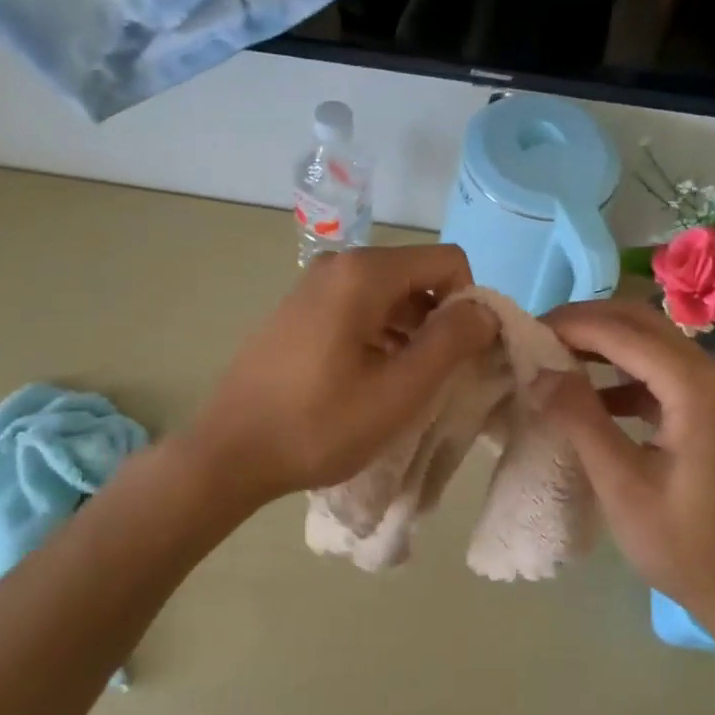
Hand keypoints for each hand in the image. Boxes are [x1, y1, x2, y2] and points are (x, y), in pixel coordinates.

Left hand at [185, 244, 497, 506]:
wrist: (229, 453)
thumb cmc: (319, 425)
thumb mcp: (399, 390)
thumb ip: (452, 342)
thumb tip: (485, 310)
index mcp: (364, 273)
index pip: (448, 261)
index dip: (470, 304)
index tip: (465, 354)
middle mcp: (338, 264)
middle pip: (418, 275)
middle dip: (441, 319)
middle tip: (440, 376)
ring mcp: (314, 285)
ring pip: (391, 294)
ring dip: (413, 332)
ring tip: (407, 385)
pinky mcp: (301, 309)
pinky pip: (361, 308)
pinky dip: (383, 335)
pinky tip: (375, 380)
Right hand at [533, 299, 714, 642]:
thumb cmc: (684, 545)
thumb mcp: (621, 484)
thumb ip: (579, 419)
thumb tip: (538, 370)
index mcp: (696, 387)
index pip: (622, 333)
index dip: (571, 326)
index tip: (524, 332)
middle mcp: (712, 373)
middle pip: (640, 324)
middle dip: (586, 324)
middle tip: (536, 338)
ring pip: (650, 343)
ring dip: (603, 344)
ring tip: (554, 359)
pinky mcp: (711, 409)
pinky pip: (660, 372)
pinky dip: (622, 373)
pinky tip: (590, 396)